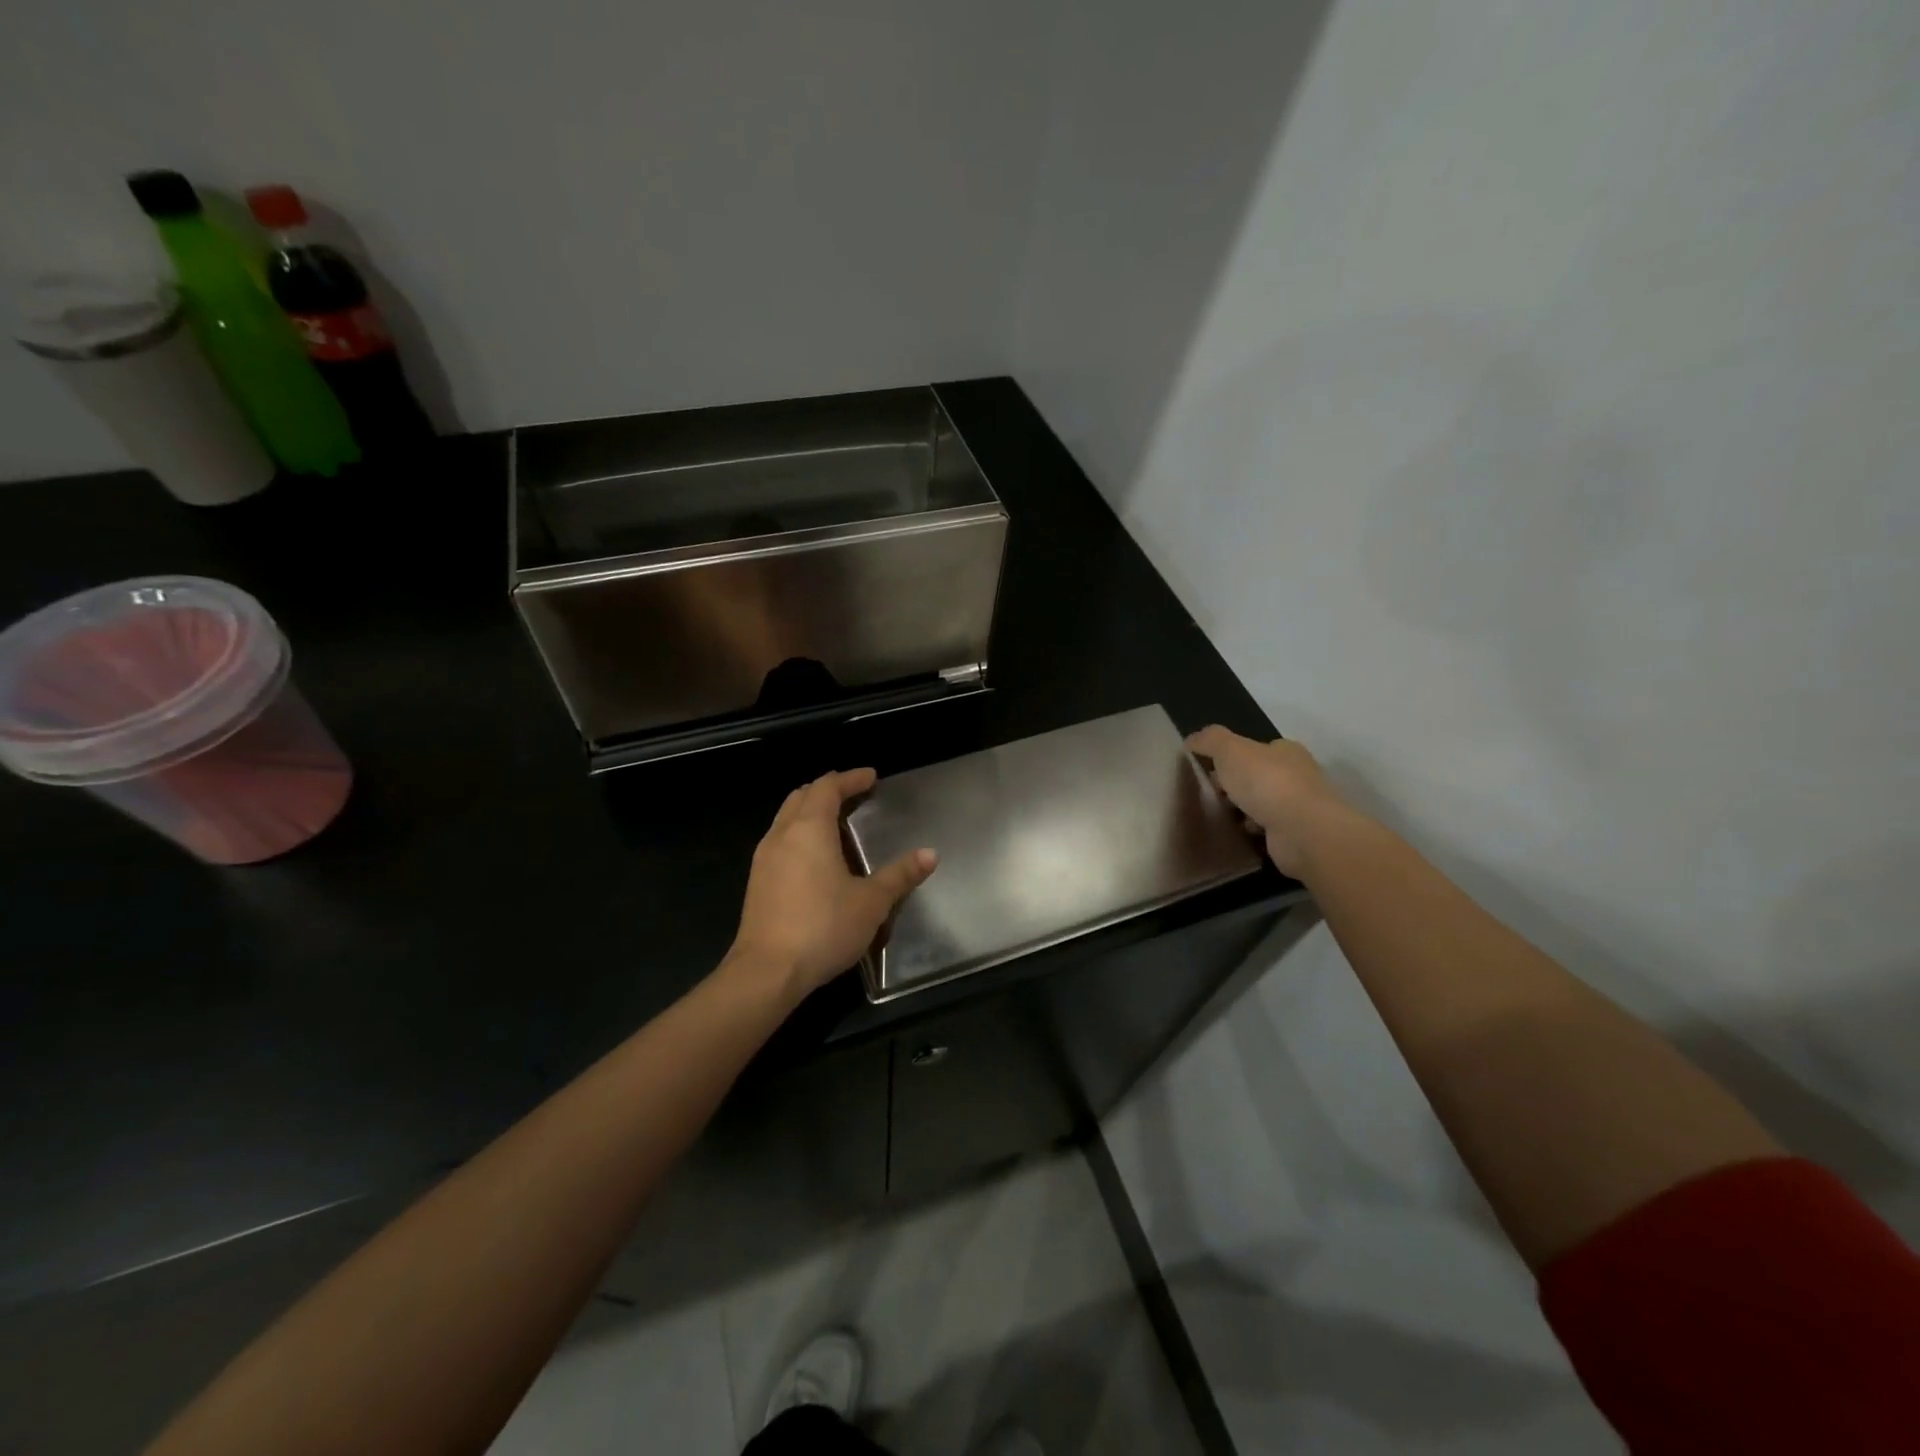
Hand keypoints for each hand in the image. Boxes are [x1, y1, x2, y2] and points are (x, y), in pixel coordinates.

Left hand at [726, 768, 936, 1002]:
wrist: (766, 972)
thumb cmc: (823, 927)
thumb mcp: (872, 902)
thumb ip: (900, 875)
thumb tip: (930, 854)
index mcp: (809, 829)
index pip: (827, 787)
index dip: (850, 778)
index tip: (871, 777)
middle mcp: (782, 835)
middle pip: (801, 796)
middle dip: (827, 789)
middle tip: (853, 794)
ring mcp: (764, 859)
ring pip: (785, 818)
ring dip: (809, 811)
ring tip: (835, 822)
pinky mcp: (756, 882)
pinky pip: (779, 841)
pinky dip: (798, 833)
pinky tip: (814, 857)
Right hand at [1185, 727, 1350, 877]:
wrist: (1303, 832)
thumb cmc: (1267, 783)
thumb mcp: (1230, 750)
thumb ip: (1209, 740)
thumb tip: (1191, 741)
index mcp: (1286, 751)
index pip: (1255, 749)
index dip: (1230, 757)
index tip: (1209, 771)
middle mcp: (1298, 775)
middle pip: (1257, 776)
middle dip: (1234, 785)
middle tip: (1213, 795)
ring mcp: (1299, 807)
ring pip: (1262, 804)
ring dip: (1242, 810)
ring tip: (1221, 815)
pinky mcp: (1297, 835)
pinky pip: (1266, 829)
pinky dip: (1252, 830)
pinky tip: (1239, 833)